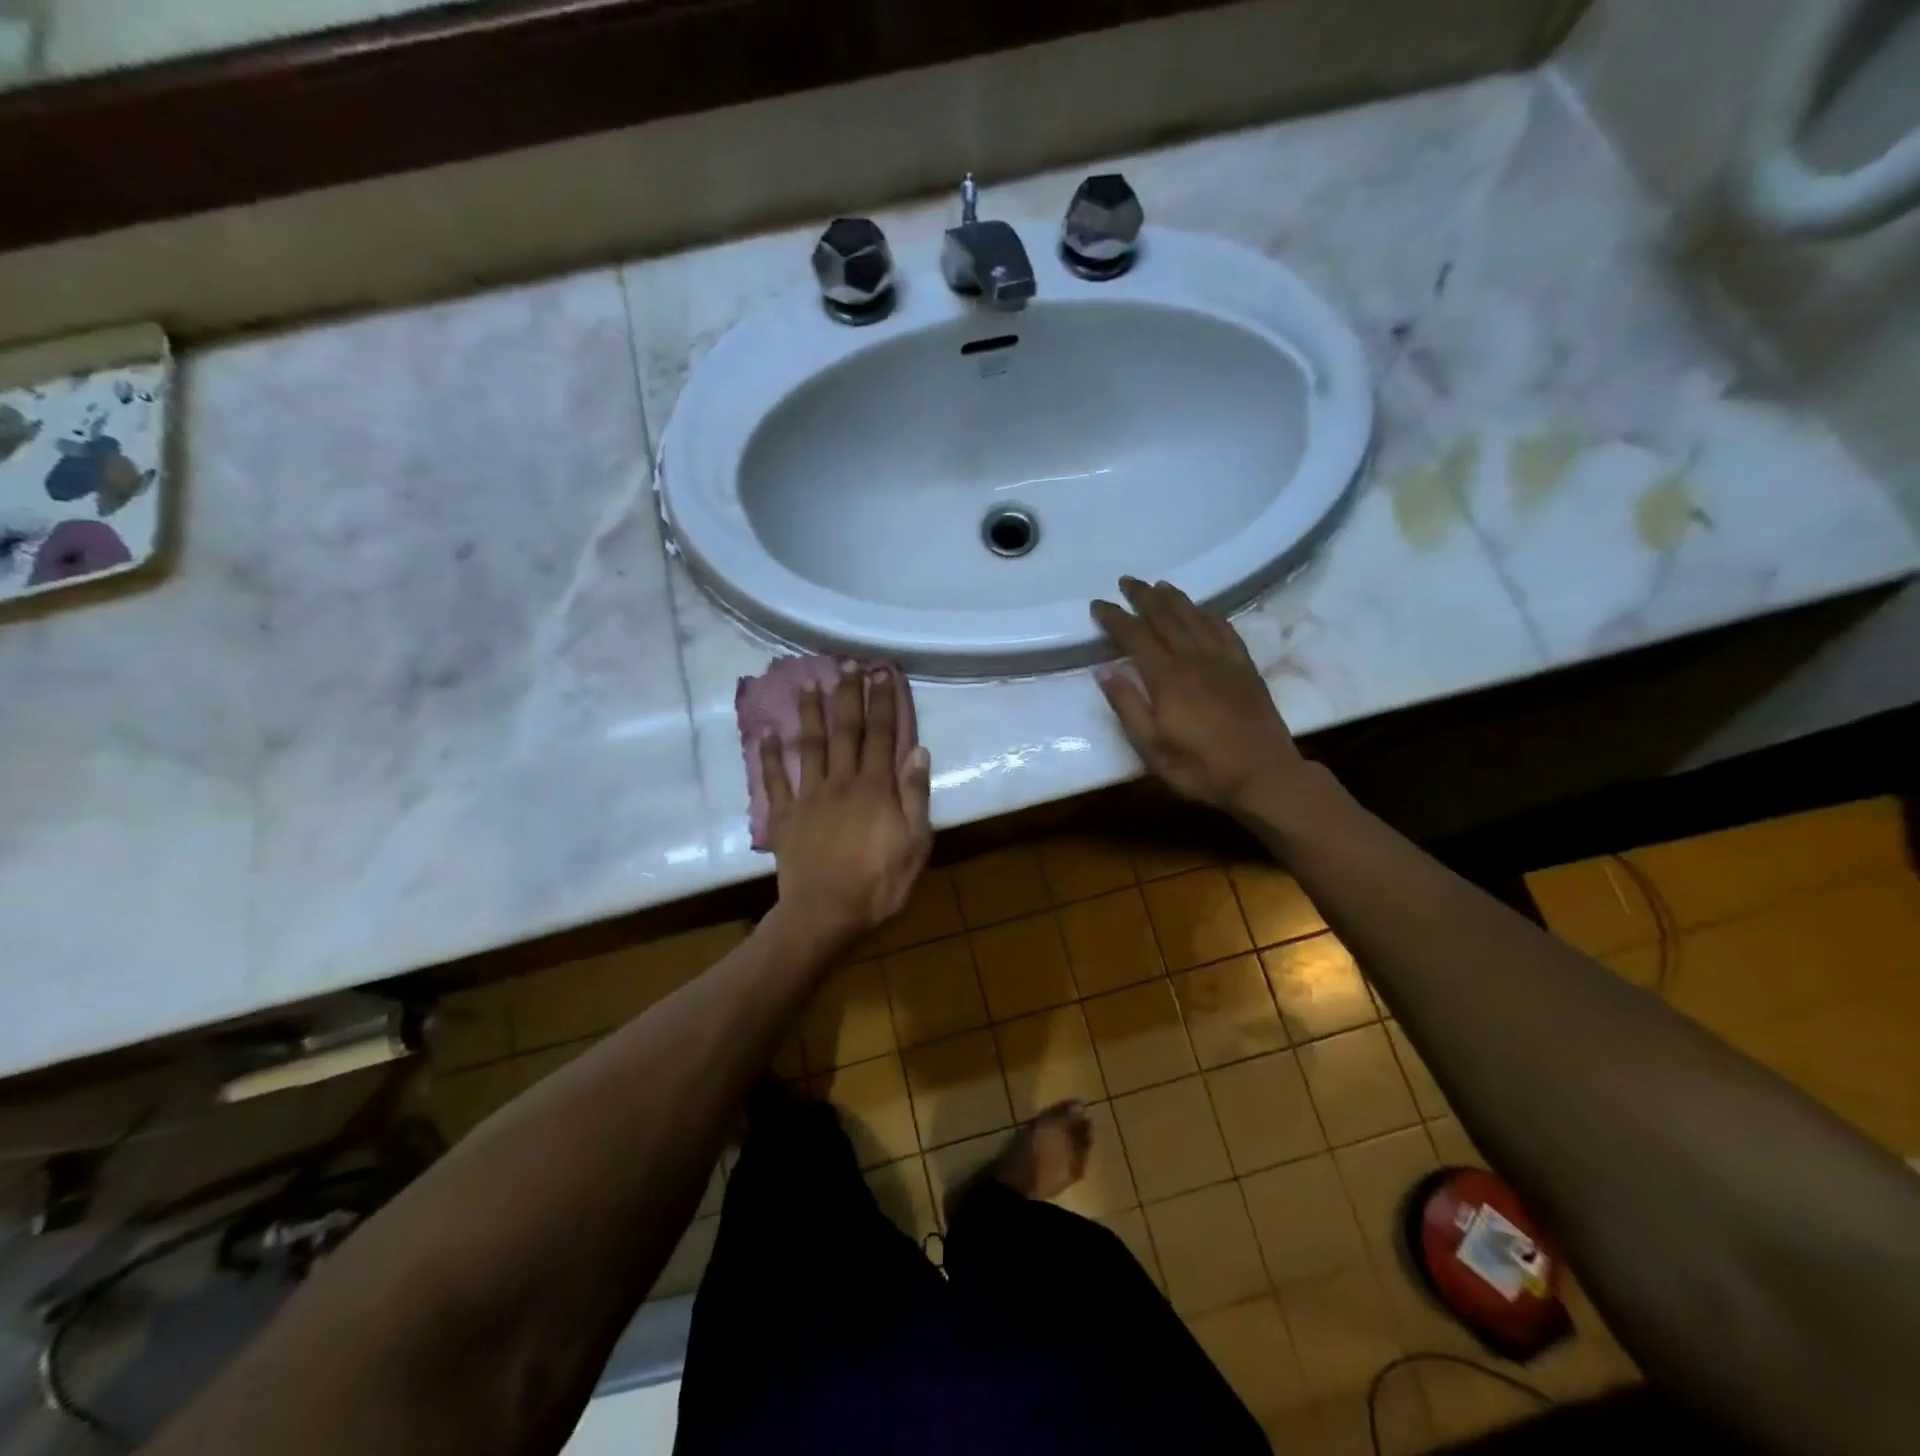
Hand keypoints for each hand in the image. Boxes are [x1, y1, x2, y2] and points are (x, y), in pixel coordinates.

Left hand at [759, 667, 932, 946]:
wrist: (826, 915)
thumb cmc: (879, 884)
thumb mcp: (915, 844)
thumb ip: (916, 796)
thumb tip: (918, 750)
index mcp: (875, 787)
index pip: (882, 734)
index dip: (882, 702)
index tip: (881, 672)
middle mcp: (841, 781)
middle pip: (845, 731)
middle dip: (847, 695)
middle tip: (846, 664)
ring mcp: (809, 796)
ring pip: (809, 745)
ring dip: (809, 713)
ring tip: (808, 683)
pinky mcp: (784, 816)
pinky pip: (774, 781)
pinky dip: (768, 756)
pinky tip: (765, 733)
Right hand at [1090, 577, 1310, 815]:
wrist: (1263, 775)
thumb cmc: (1200, 768)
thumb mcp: (1152, 749)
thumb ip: (1128, 707)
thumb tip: (1105, 671)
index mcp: (1167, 679)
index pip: (1135, 636)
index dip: (1115, 617)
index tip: (1098, 604)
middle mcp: (1194, 659)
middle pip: (1165, 617)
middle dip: (1143, 596)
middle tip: (1127, 581)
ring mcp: (1223, 660)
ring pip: (1195, 617)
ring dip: (1174, 598)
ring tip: (1158, 585)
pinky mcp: (1245, 667)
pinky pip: (1225, 629)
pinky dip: (1209, 614)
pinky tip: (1202, 610)